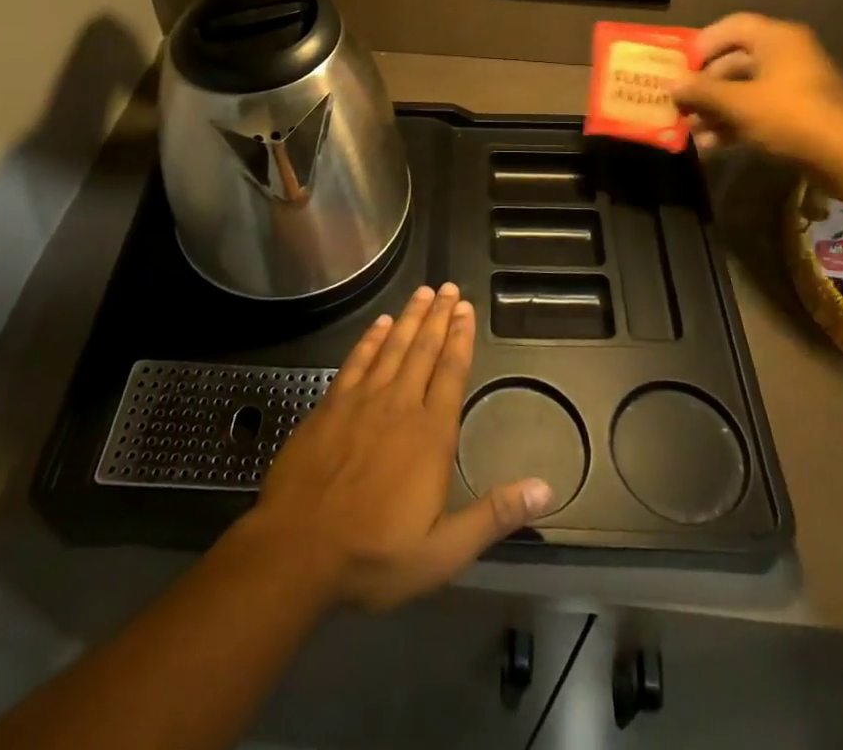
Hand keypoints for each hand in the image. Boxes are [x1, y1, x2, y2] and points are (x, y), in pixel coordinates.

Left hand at [243, 284, 553, 612]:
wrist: (296, 551)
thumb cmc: (374, 555)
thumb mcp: (443, 552)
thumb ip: (494, 515)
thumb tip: (546, 489)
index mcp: (430, 435)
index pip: (451, 373)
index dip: (460, 338)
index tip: (466, 309)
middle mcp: (399, 405)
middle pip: (423, 350)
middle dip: (438, 316)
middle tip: (449, 288)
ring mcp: (361, 401)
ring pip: (392, 347)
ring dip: (409, 318)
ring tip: (423, 292)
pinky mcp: (331, 406)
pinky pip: (356, 361)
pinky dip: (370, 339)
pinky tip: (379, 324)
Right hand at [671, 12, 842, 167]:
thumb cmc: (791, 115)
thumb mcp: (738, 103)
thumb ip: (702, 92)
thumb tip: (671, 84)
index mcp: (776, 38)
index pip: (731, 27)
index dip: (702, 44)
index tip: (680, 68)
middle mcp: (787, 55)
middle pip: (735, 62)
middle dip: (705, 87)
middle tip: (681, 105)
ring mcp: (795, 85)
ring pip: (745, 90)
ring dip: (716, 110)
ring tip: (693, 132)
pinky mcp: (800, 114)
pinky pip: (759, 111)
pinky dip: (736, 124)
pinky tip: (713, 146)